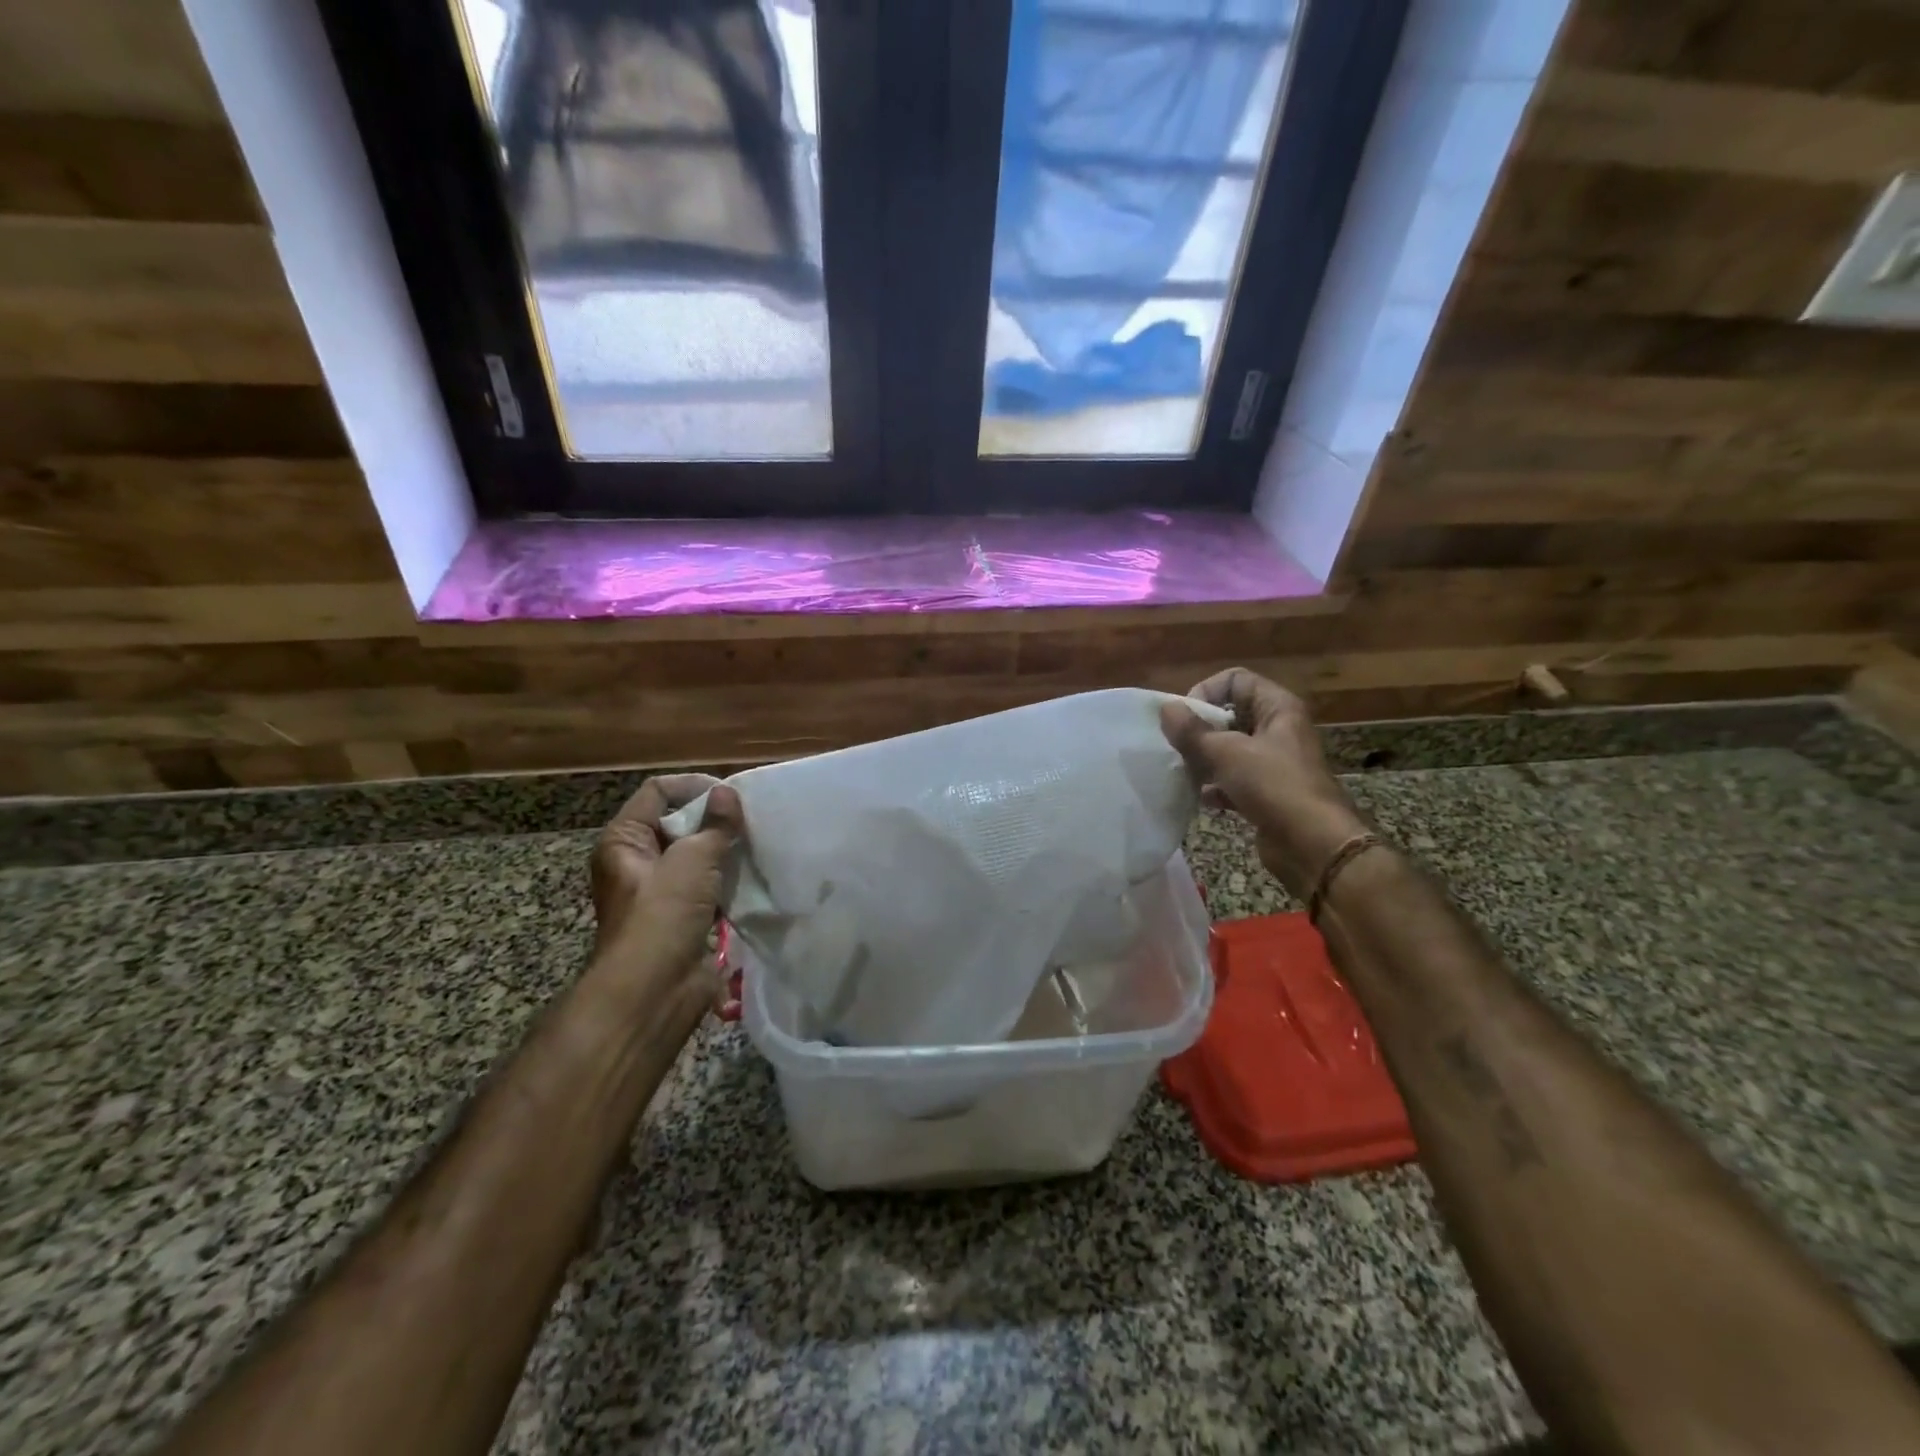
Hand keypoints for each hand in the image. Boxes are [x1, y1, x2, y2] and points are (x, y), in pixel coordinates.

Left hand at [588, 775, 743, 1013]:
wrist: (653, 990)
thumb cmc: (663, 913)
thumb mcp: (693, 859)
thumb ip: (716, 824)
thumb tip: (729, 794)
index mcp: (624, 840)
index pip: (658, 792)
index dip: (693, 787)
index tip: (732, 795)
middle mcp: (637, 862)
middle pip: (679, 824)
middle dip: (715, 820)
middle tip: (751, 819)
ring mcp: (660, 892)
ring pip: (696, 857)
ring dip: (724, 851)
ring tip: (758, 844)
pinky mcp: (682, 917)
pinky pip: (707, 887)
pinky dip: (728, 880)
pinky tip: (755, 876)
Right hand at [1160, 668, 1366, 899]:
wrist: (1313, 845)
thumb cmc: (1274, 786)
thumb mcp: (1227, 753)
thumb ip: (1192, 731)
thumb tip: (1165, 708)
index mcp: (1277, 708)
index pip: (1236, 680)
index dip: (1207, 692)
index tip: (1185, 718)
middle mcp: (1278, 730)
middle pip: (1230, 715)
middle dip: (1200, 729)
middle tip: (1177, 746)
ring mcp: (1274, 763)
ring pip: (1229, 749)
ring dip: (1204, 759)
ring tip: (1182, 770)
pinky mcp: (1268, 793)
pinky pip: (1233, 780)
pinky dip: (1215, 787)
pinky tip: (1199, 798)